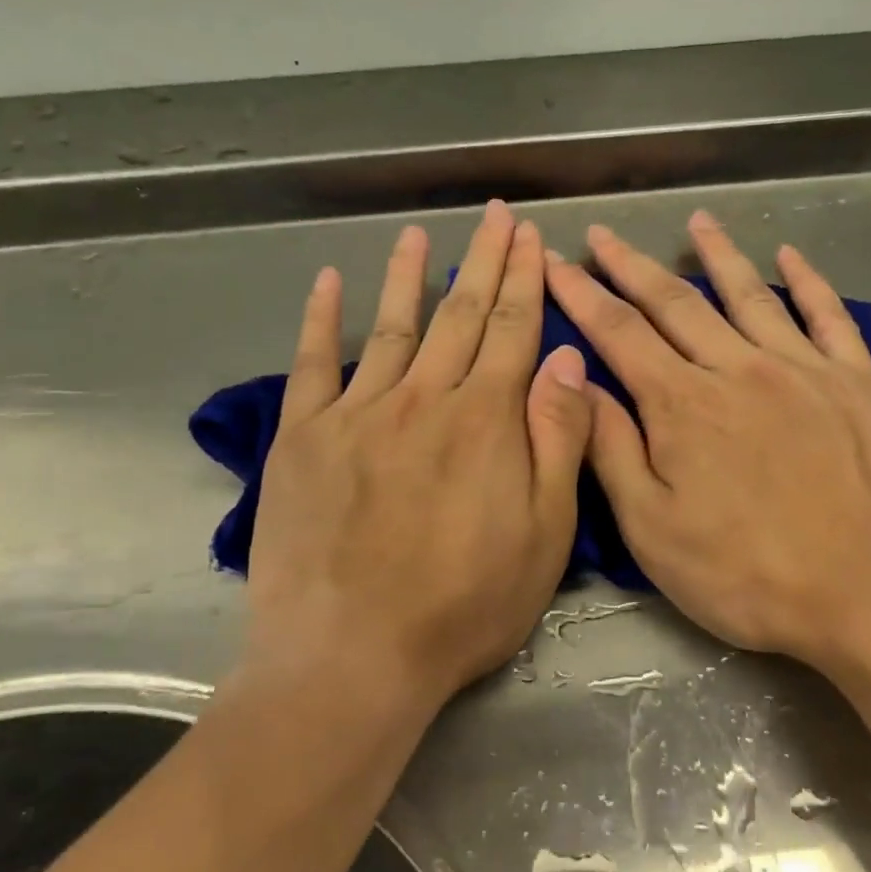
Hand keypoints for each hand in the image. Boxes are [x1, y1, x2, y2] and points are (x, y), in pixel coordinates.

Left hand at [247, 201, 592, 709]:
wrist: (352, 655)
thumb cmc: (465, 605)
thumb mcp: (545, 534)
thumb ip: (558, 440)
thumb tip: (567, 360)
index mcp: (486, 421)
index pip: (514, 331)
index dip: (526, 281)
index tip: (532, 240)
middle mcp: (423, 399)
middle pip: (460, 315)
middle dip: (483, 261)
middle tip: (495, 217)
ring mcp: (357, 413)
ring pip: (391, 327)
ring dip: (408, 276)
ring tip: (419, 234)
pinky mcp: (302, 438)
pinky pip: (313, 364)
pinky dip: (320, 318)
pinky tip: (328, 282)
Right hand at [543, 210, 870, 676]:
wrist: (869, 595)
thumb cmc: (746, 574)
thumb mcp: (652, 528)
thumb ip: (611, 450)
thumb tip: (575, 384)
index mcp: (682, 405)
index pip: (618, 332)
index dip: (580, 294)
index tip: (555, 263)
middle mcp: (737, 369)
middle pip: (675, 302)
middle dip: (631, 265)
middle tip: (604, 233)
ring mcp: (803, 369)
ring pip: (749, 295)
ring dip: (717, 254)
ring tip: (697, 220)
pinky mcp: (858, 383)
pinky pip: (828, 316)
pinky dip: (808, 281)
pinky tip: (790, 256)